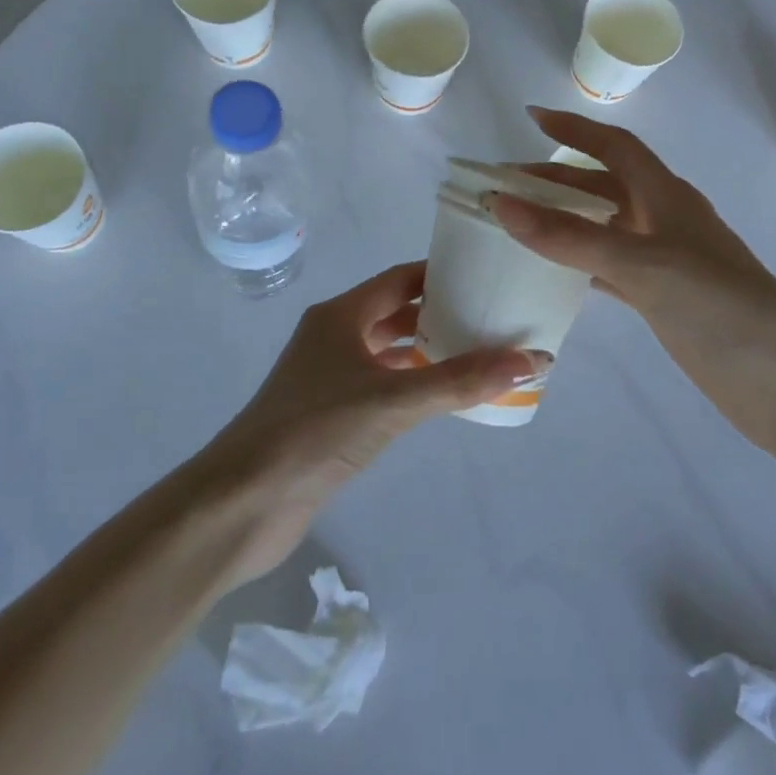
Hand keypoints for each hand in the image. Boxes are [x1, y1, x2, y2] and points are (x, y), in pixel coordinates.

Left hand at [199, 261, 546, 584]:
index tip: (486, 275)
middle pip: (395, 313)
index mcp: (340, 316)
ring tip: (479, 352)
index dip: (441, 273)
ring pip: (387, 351)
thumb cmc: (315, 431)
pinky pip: (381, 385)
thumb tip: (531, 358)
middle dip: (440, 312)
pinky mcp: (330, 414)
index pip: (399, 279)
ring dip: (426, 350)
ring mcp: (328, 377)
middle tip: (492, 316)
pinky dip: (410, 383)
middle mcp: (333, 337)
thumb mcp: (393, 399)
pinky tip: (441, 396)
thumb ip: (460, 380)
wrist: (244, 501)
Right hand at [493, 107, 775, 444]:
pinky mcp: (663, 299)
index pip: (615, 147)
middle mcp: (665, 220)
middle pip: (603, 185)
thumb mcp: (641, 265)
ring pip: (604, 227)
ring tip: (517, 222)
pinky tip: (552, 272)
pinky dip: (579, 263)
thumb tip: (502, 204)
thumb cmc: (718, 307)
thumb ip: (570, 237)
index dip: (574, 129)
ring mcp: (665, 262)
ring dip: (564, 219)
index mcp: (667, 196)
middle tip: (504, 184)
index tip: (530, 117)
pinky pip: (609, 268)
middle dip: (556, 179)